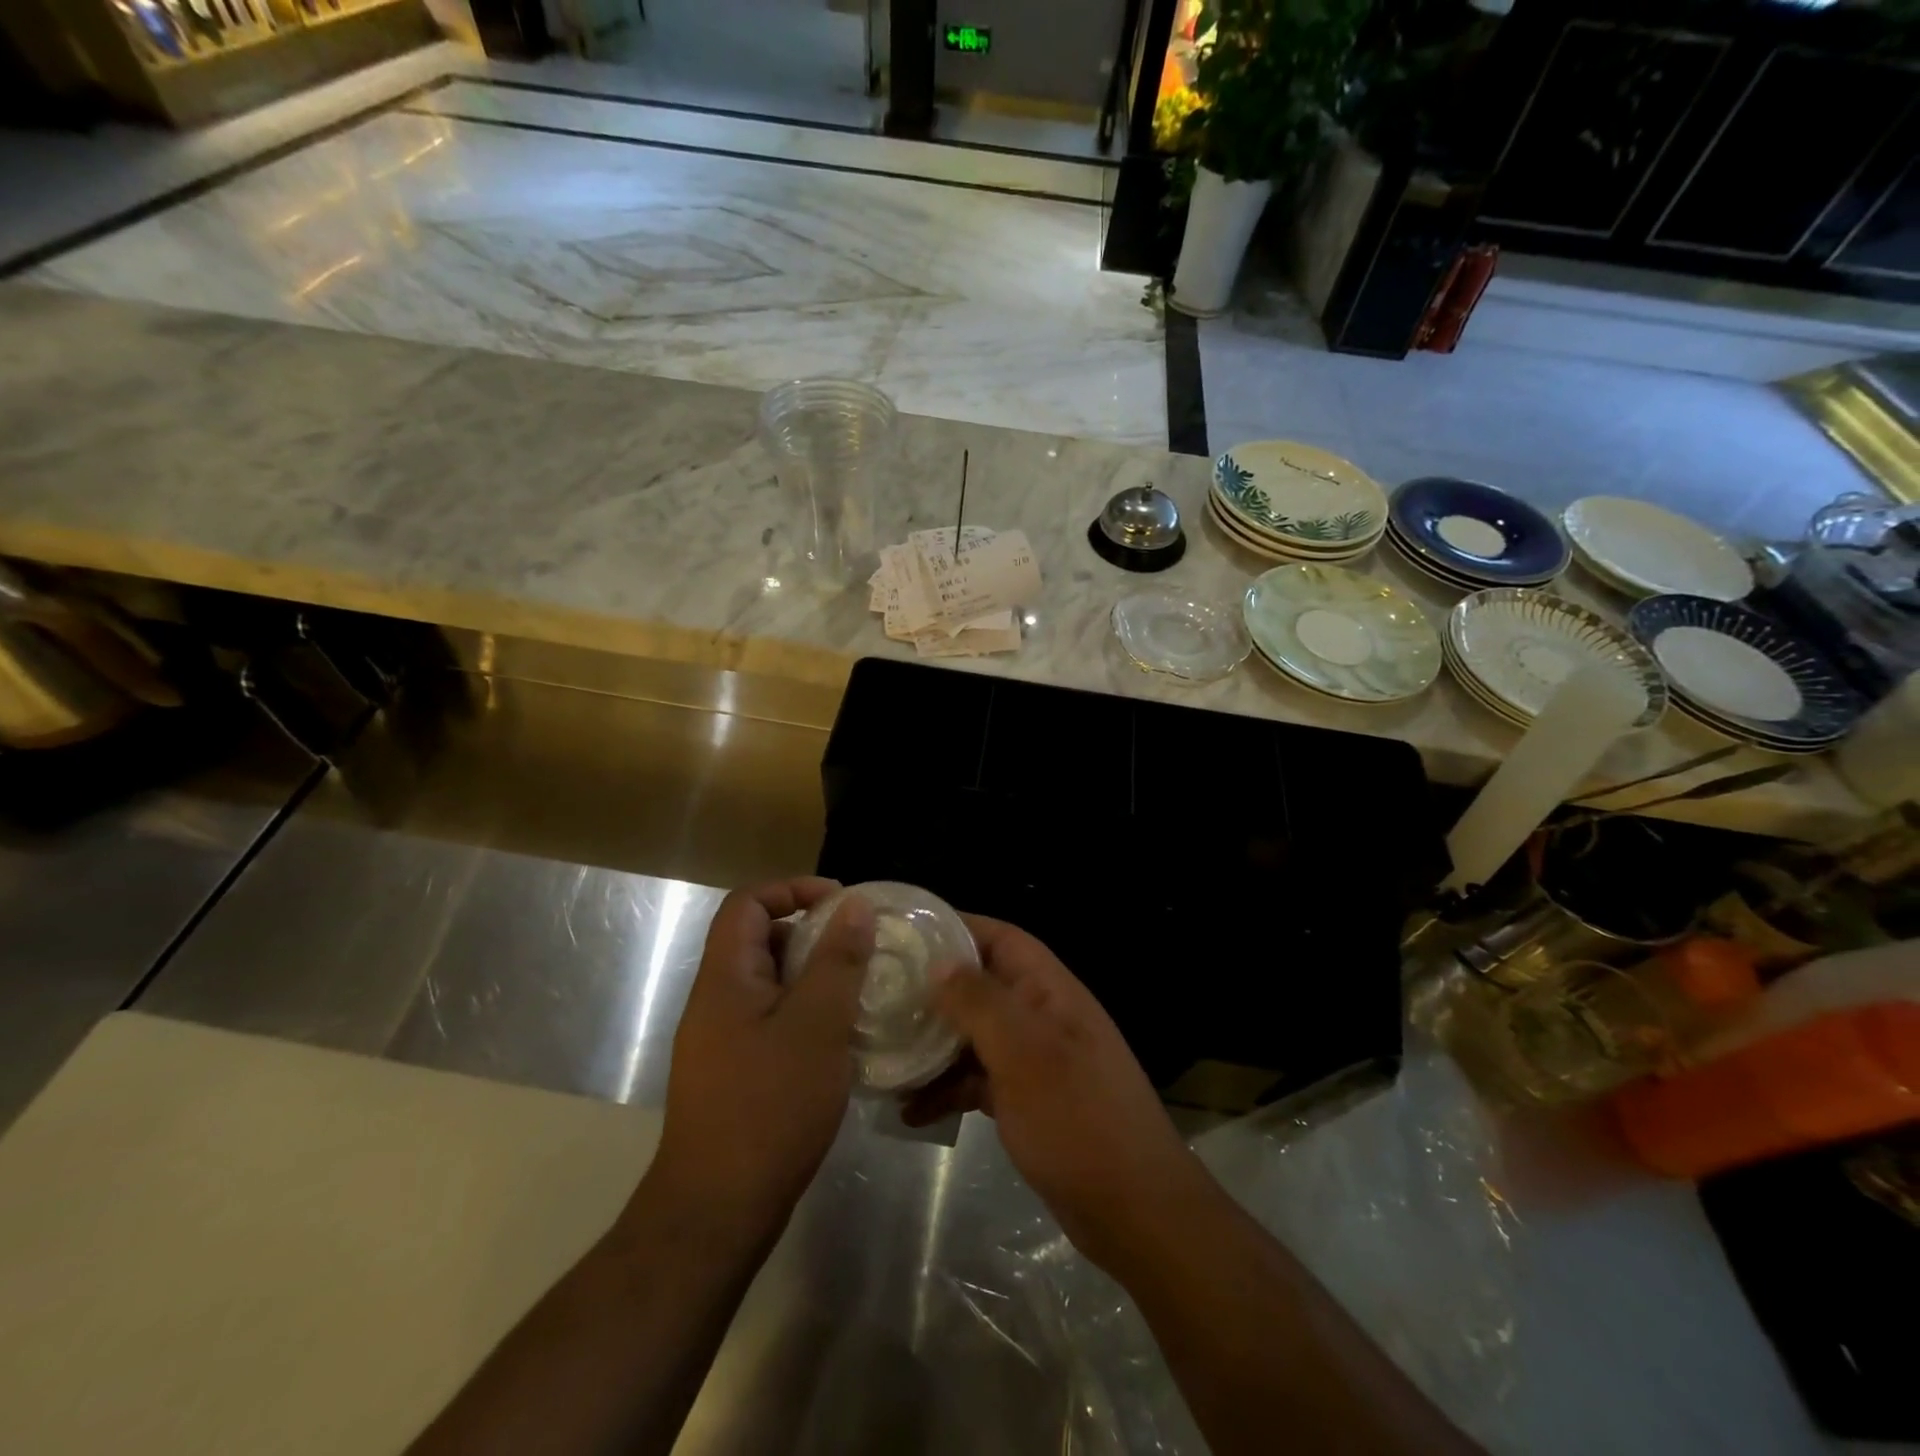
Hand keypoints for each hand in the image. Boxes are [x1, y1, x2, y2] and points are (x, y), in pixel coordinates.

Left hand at [640, 878, 874, 1246]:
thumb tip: (854, 905)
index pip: (747, 903)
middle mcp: (716, 1000)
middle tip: (860, 950)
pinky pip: (773, 1020)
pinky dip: (807, 1014)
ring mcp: (723, 1040)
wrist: (717, 1212)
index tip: (841, 904)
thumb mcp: (816, 1025)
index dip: (792, 889)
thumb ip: (837, 960)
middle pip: (760, 940)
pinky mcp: (735, 1072)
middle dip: (812, 934)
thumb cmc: (769, 1107)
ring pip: (771, 984)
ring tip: (860, 992)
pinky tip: (841, 1039)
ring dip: (814, 977)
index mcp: (725, 978)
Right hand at [903, 915, 1206, 1273]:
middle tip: (880, 995)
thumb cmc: (1078, 1118)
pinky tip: (909, 1112)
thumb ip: (981, 1002)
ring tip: (884, 1056)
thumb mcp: (1025, 1053)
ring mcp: (1034, 1060)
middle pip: (981, 986)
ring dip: (933, 1044)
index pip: (1000, 937)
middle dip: (934, 989)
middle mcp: (1041, 1015)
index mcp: (1048, 990)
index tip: (906, 932)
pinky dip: (946, 1089)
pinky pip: (977, 1080)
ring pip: (974, 1035)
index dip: (956, 927)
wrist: (1134, 1211)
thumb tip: (939, 963)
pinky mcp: (1026, 1101)